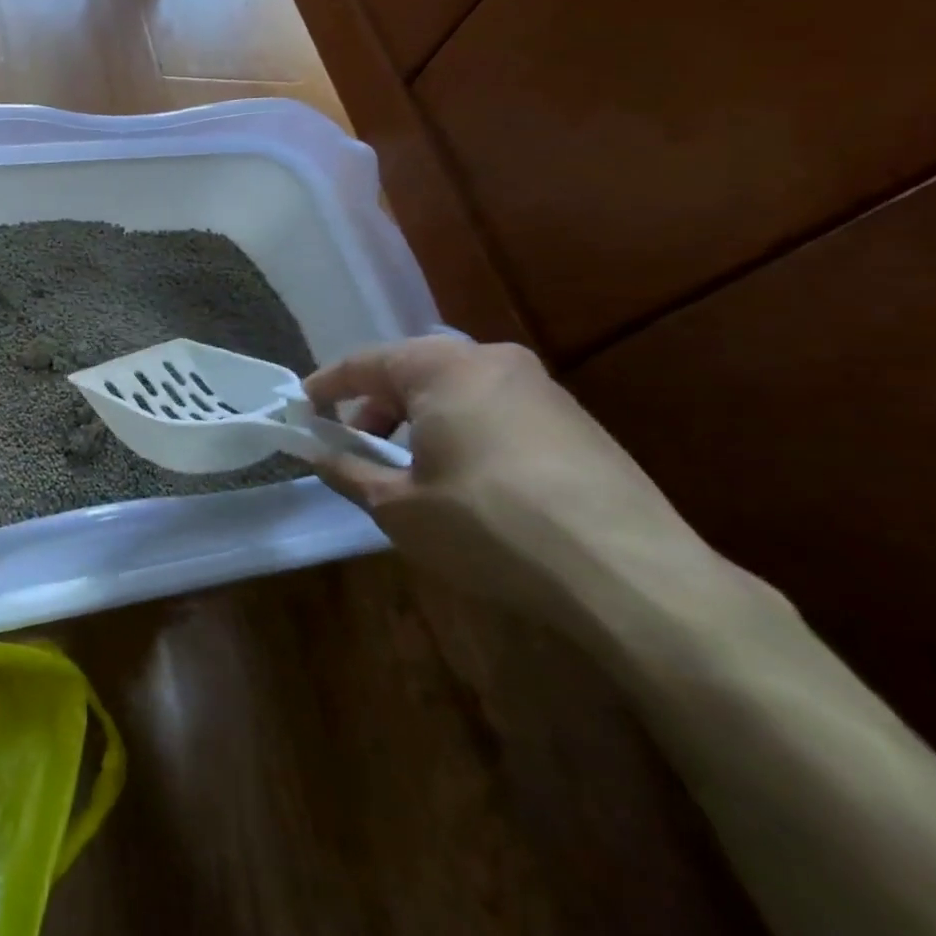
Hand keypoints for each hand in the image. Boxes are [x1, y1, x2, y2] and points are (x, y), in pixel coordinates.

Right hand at [304, 337, 719, 630]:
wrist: (633, 575)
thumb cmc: (491, 527)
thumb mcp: (399, 508)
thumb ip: (348, 472)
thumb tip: (315, 454)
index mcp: (442, 367)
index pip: (363, 362)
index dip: (325, 386)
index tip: (301, 410)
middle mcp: (491, 359)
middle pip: (412, 370)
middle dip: (375, 405)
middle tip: (354, 443)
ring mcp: (541, 387)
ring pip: (456, 389)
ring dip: (419, 419)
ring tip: (408, 466)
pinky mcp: (577, 420)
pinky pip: (496, 408)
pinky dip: (462, 429)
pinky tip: (465, 477)